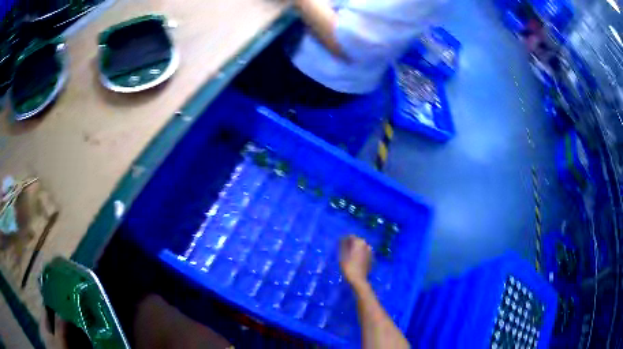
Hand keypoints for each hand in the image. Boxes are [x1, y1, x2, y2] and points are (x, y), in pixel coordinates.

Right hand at [339, 235, 371, 286]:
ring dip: (355, 248)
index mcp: (360, 243)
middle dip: (350, 243)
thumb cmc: (348, 267)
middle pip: (357, 241)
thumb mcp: (343, 255)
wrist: (358, 280)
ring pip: (361, 247)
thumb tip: (342, 240)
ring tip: (348, 253)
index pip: (351, 236)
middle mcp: (367, 245)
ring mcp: (370, 252)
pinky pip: (364, 253)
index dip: (344, 239)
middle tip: (342, 248)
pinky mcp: (371, 259)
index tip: (338, 242)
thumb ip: (343, 246)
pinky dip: (359, 254)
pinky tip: (354, 258)